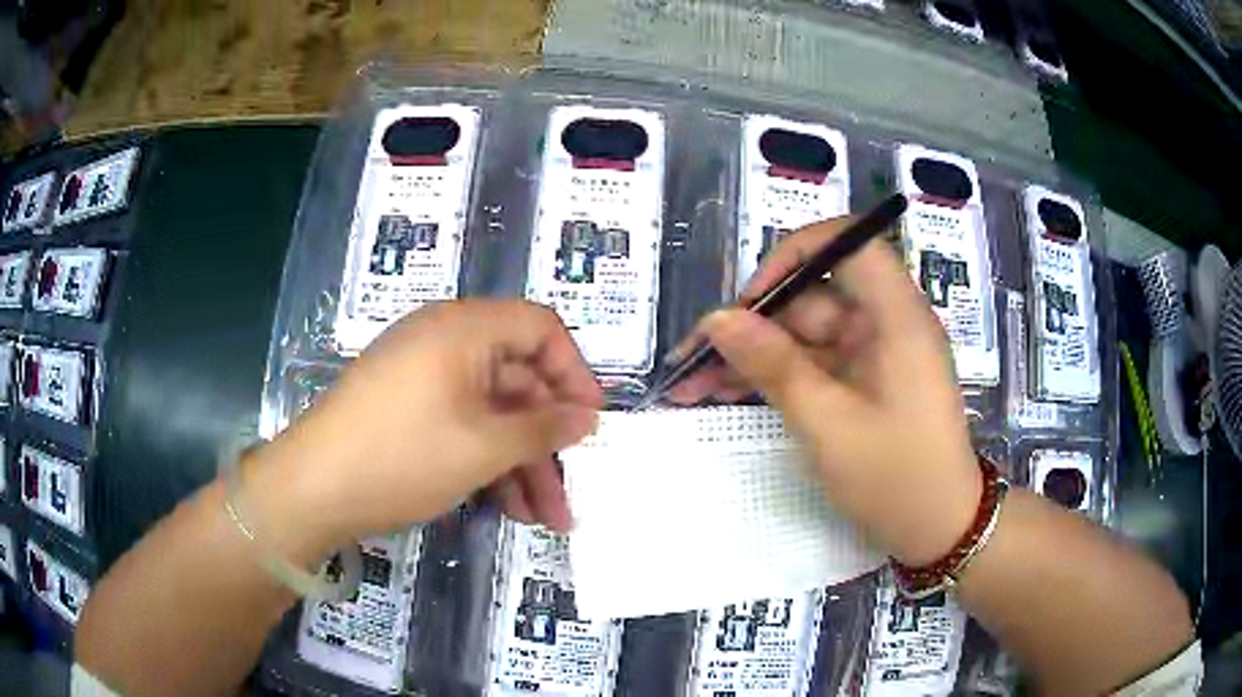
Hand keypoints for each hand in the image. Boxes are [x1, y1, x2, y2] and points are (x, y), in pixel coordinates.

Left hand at [255, 300, 601, 549]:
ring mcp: (425, 378)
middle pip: (518, 381)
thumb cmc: (401, 455)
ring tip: (544, 518)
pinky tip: (507, 507)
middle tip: (571, 493)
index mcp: (464, 328)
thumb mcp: (483, 446)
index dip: (575, 373)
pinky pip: (464, 425)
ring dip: (522, 463)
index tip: (592, 423)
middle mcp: (446, 342)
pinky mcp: (410, 410)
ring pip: (492, 412)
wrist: (313, 488)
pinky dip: (488, 461)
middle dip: (548, 441)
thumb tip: (587, 418)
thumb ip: (543, 429)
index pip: (541, 328)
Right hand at [671, 218, 980, 564]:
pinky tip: (725, 392)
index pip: (848, 244)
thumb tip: (718, 320)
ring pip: (803, 335)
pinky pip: (812, 365)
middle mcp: (885, 323)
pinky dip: (773, 377)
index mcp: (896, 316)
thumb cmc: (896, 478)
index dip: (796, 255)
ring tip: (693, 384)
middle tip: (694, 359)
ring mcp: (872, 355)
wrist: (938, 530)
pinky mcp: (862, 383)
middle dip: (752, 324)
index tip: (752, 297)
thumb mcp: (828, 424)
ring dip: (752, 356)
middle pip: (813, 297)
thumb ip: (773, 366)